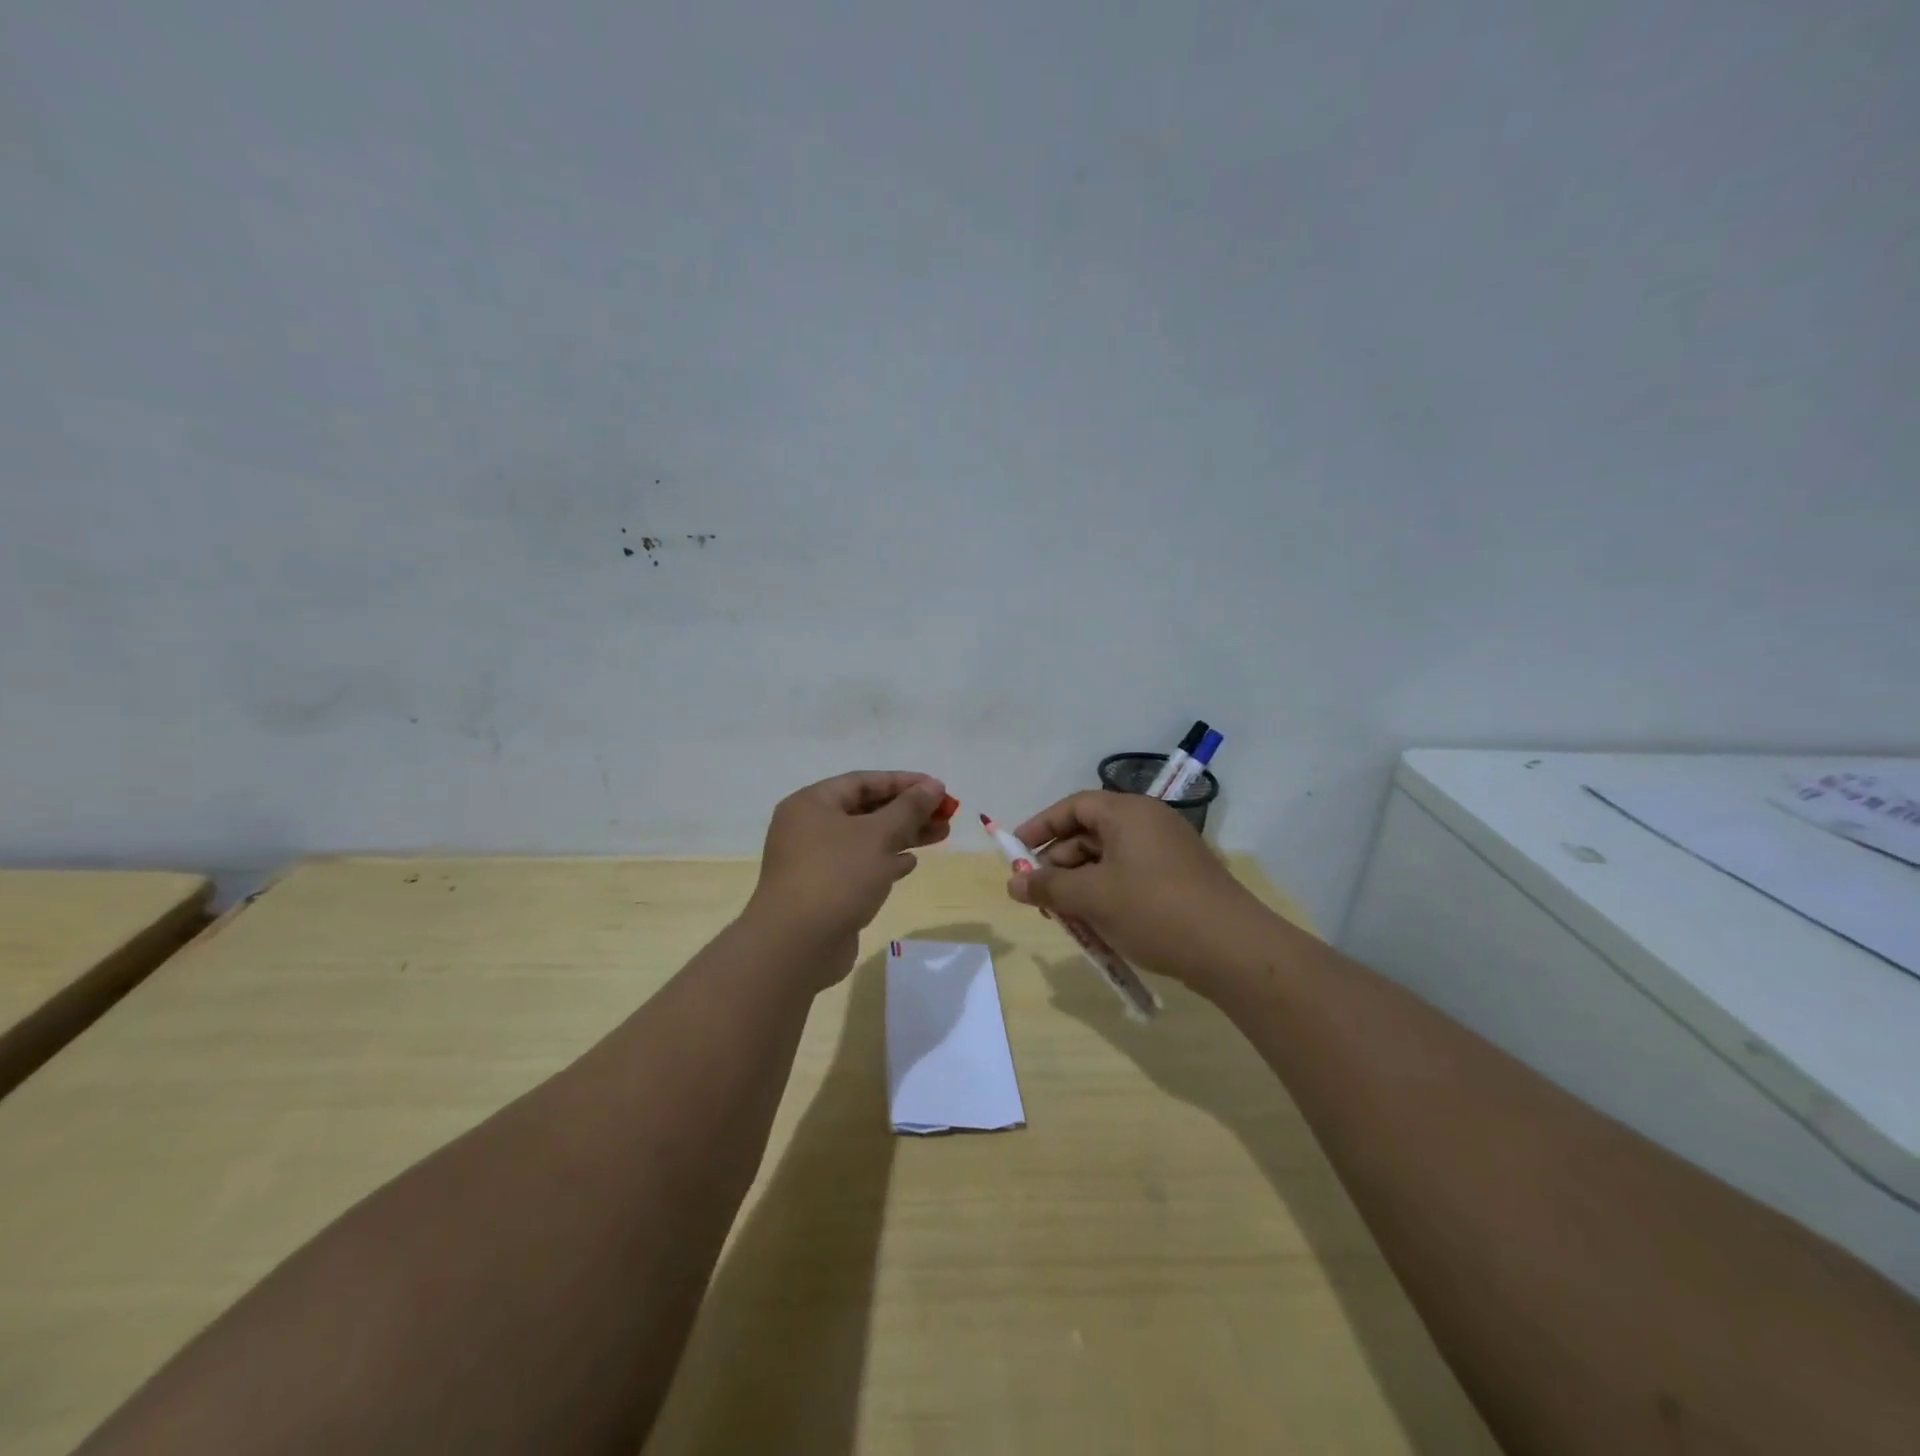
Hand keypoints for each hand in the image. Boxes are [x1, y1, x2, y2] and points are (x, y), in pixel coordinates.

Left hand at [744, 771, 951, 984]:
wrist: (796, 945)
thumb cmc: (837, 877)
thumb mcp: (879, 836)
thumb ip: (909, 808)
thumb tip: (933, 786)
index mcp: (812, 804)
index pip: (863, 782)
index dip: (904, 782)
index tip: (938, 789)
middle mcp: (808, 827)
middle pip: (866, 810)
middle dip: (908, 811)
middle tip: (946, 814)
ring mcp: (814, 860)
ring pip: (866, 839)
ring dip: (903, 836)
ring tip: (941, 835)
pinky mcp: (823, 890)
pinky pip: (859, 866)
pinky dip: (885, 861)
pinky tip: (910, 864)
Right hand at [1006, 791, 1267, 998]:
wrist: (1234, 950)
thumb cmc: (1154, 910)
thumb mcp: (1092, 897)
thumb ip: (1048, 887)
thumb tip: (1013, 884)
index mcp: (1128, 813)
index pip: (1073, 806)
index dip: (1040, 827)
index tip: (1014, 852)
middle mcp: (1149, 823)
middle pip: (1090, 833)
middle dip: (1059, 863)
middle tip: (1038, 896)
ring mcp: (1168, 851)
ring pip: (1109, 859)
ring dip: (1081, 884)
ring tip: (1065, 918)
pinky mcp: (1180, 879)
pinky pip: (1131, 876)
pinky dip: (1107, 894)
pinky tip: (1097, 925)